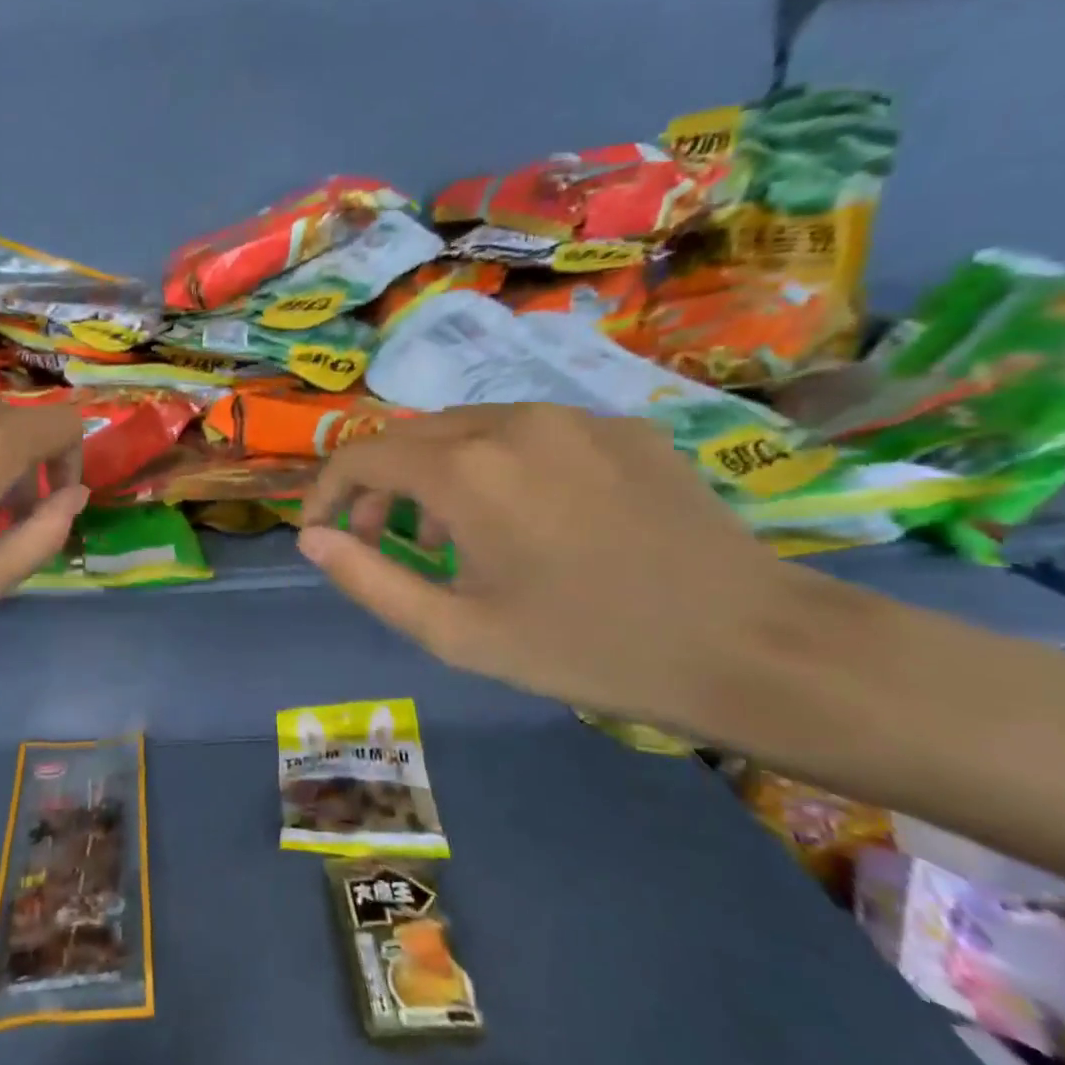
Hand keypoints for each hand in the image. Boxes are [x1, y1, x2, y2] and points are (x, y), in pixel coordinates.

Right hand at [298, 405, 804, 726]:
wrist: (752, 645)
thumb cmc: (588, 648)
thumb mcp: (459, 634)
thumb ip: (369, 579)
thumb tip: (312, 538)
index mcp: (466, 470)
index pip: (360, 455)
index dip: (326, 491)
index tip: (322, 532)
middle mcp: (510, 421)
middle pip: (410, 437)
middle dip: (379, 485)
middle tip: (387, 541)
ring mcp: (571, 416)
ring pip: (468, 429)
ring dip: (437, 473)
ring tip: (457, 533)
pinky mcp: (619, 426)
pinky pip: (530, 432)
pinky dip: (499, 465)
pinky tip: (533, 516)